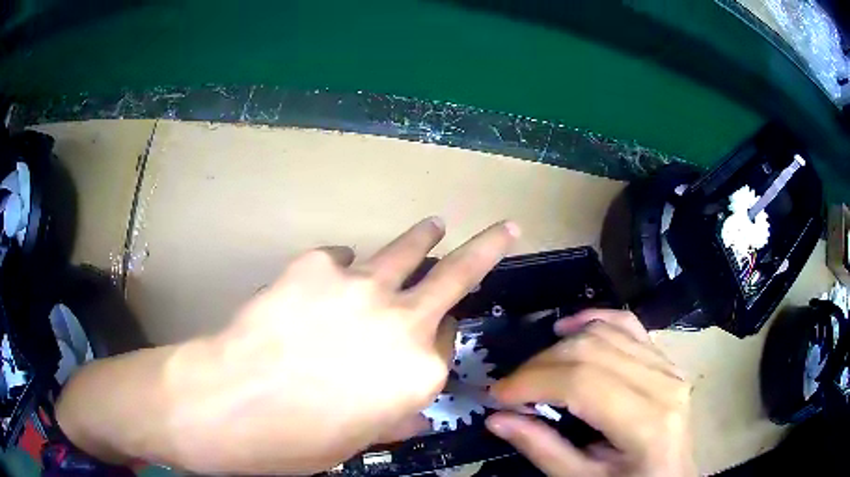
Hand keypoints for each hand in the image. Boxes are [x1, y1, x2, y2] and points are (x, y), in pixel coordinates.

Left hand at [165, 217, 518, 473]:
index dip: (437, 342)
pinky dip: (340, 270)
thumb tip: (409, 414)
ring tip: (434, 226)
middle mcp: (403, 321)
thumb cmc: (298, 440)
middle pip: (457, 275)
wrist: (232, 403)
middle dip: (487, 248)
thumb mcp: (358, 440)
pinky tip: (322, 284)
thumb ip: (392, 419)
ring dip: (424, 238)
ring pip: (407, 250)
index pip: (447, 342)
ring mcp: (361, 286)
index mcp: (419, 372)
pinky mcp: (317, 264)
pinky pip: (340, 259)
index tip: (428, 342)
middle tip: (504, 229)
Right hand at [485, 310, 695, 476]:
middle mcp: (663, 384)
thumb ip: (542, 449)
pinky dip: (594, 320)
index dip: (532, 382)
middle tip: (511, 388)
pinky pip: (627, 325)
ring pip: (605, 333)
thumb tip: (497, 418)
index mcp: (647, 423)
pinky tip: (568, 327)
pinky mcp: (665, 360)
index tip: (496, 395)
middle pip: (591, 351)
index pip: (583, 382)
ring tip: (534, 371)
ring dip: (559, 346)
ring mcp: (668, 366)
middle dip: (539, 366)